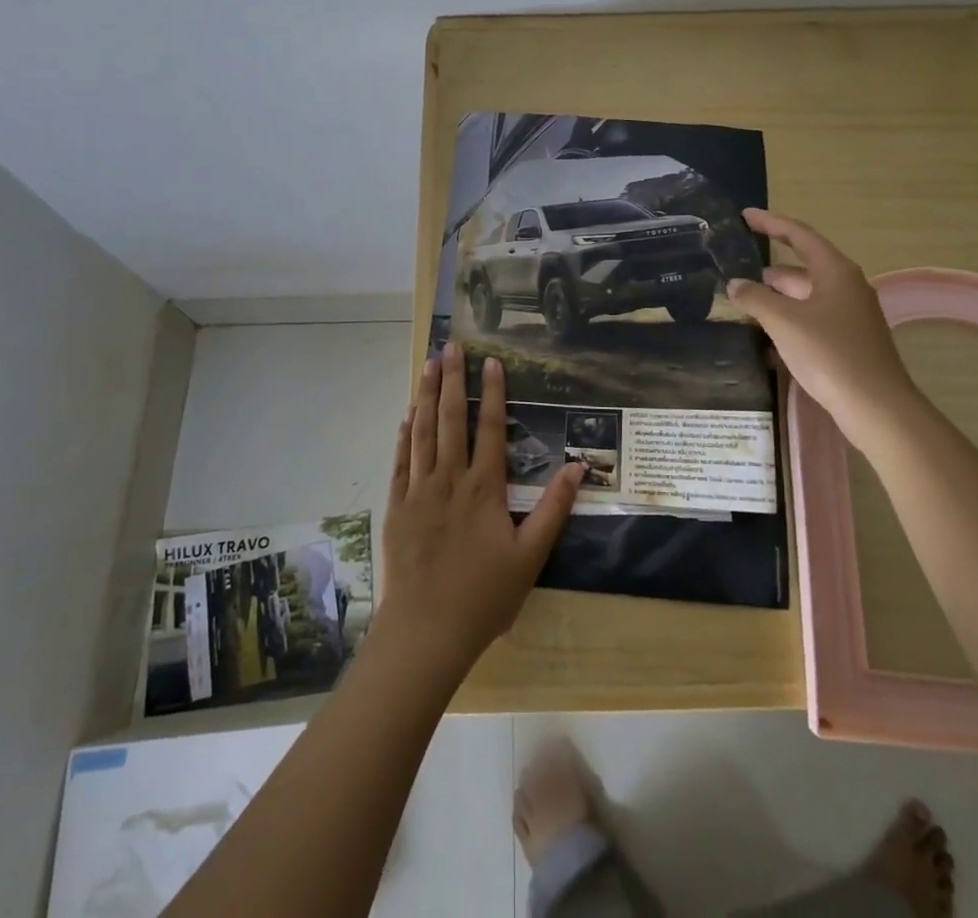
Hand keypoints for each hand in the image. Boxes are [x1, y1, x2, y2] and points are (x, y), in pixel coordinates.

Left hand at [374, 340, 582, 683]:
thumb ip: (554, 509)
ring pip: (422, 431)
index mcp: (484, 488)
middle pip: (451, 418)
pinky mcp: (397, 506)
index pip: (491, 427)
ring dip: (426, 395)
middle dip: (452, 379)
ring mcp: (419, 490)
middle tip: (452, 346)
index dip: (493, 391)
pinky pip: (401, 461)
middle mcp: (450, 479)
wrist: (426, 631)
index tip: (491, 360)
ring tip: (428, 364)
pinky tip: (407, 415)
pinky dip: (404, 435)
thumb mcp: (531, 557)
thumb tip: (579, 467)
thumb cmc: (484, 596)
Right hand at [725, 208, 922, 457]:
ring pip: (804, 297)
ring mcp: (850, 315)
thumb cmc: (830, 354)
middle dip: (767, 271)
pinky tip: (765, 336)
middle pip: (801, 268)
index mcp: (835, 271)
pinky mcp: (848, 340)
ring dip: (775, 299)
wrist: (876, 407)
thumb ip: (755, 298)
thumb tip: (735, 284)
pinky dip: (788, 320)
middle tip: (734, 272)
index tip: (745, 216)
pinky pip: (811, 319)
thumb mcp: (783, 322)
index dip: (771, 223)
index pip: (799, 235)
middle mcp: (846, 286)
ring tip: (742, 304)